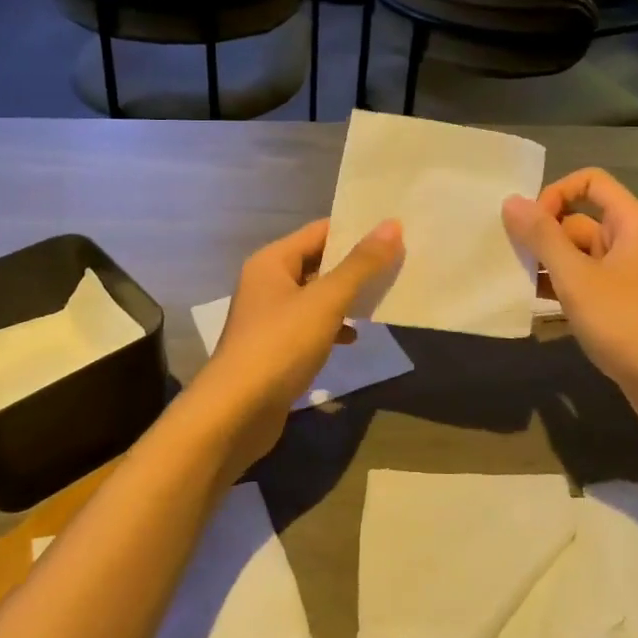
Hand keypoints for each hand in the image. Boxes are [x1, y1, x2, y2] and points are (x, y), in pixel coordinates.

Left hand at [186, 217, 402, 476]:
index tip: (395, 230)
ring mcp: (270, 318)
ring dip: (348, 297)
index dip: (355, 229)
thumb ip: (360, 264)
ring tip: (386, 296)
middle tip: (400, 261)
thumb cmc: (279, 346)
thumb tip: (392, 224)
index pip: (320, 231)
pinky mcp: (276, 349)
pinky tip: (355, 337)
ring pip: (317, 297)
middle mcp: (268, 283)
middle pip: (319, 263)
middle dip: (356, 265)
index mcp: (272, 262)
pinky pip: (312, 326)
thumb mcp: (325, 301)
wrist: (236, 413)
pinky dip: (334, 327)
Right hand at [502, 169, 637, 433]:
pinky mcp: (620, 307)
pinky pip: (584, 284)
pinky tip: (532, 306)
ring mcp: (625, 277)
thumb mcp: (577, 278)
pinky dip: (560, 290)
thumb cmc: (629, 323)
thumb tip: (511, 201)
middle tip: (507, 257)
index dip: (556, 193)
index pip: (590, 182)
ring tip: (512, 282)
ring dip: (547, 266)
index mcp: (630, 223)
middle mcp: (630, 242)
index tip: (529, 224)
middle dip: (543, 236)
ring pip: (577, 257)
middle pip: (578, 221)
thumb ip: (542, 238)